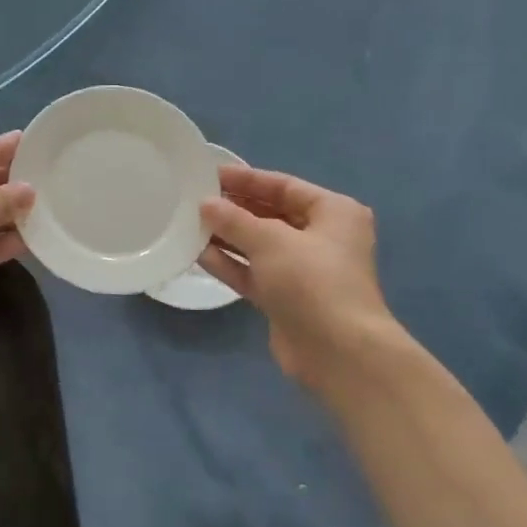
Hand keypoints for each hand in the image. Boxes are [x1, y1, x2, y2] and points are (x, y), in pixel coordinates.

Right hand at [199, 166, 409, 388]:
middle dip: (234, 208)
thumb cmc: (312, 282)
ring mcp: (303, 271)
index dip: (246, 179)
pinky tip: (198, 254)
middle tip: (194, 199)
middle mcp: (322, 238)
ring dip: (227, 236)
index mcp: (333, 212)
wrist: (337, 352)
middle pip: (271, 215)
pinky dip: (230, 264)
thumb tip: (206, 204)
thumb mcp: (271, 241)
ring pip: (259, 246)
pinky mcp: (286, 298)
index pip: (284, 186)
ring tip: (189, 224)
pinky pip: (254, 273)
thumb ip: (235, 220)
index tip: (210, 174)